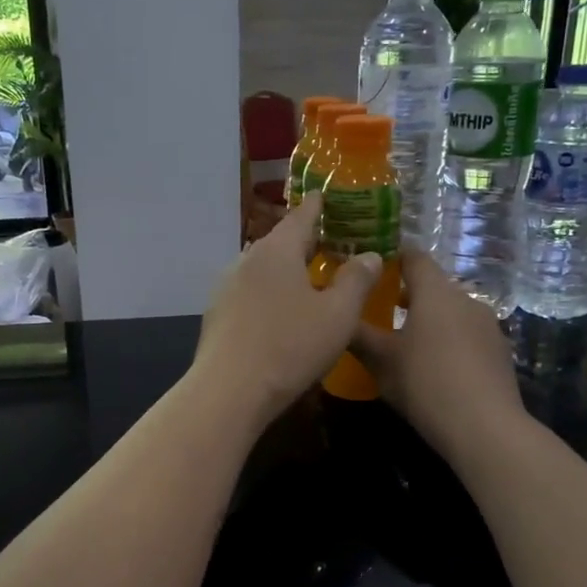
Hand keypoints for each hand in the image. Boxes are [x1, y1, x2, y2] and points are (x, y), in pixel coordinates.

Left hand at [192, 195, 381, 425]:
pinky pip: (250, 293)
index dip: (319, 206)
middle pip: (280, 242)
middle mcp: (246, 260)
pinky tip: (280, 313)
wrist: (228, 390)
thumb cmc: (290, 346)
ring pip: (263, 269)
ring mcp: (226, 288)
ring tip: (309, 280)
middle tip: (331, 243)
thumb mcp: (338, 315)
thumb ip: (357, 280)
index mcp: (277, 250)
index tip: (328, 196)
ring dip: (286, 270)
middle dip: (305, 241)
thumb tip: (370, 255)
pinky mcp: (217, 315)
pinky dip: (269, 293)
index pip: (302, 216)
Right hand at [351, 247, 525, 456]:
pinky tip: (435, 367)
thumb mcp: (380, 360)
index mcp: (435, 292)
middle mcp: (465, 299)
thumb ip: (358, 333)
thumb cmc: (425, 383)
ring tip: (406, 343)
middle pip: (433, 286)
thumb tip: (338, 314)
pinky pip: (467, 335)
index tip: (372, 270)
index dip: (392, 258)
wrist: (484, 427)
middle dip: (408, 295)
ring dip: (430, 320)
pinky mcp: (500, 351)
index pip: (414, 257)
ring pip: (452, 312)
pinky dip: (449, 341)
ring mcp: (488, 325)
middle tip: (380, 311)